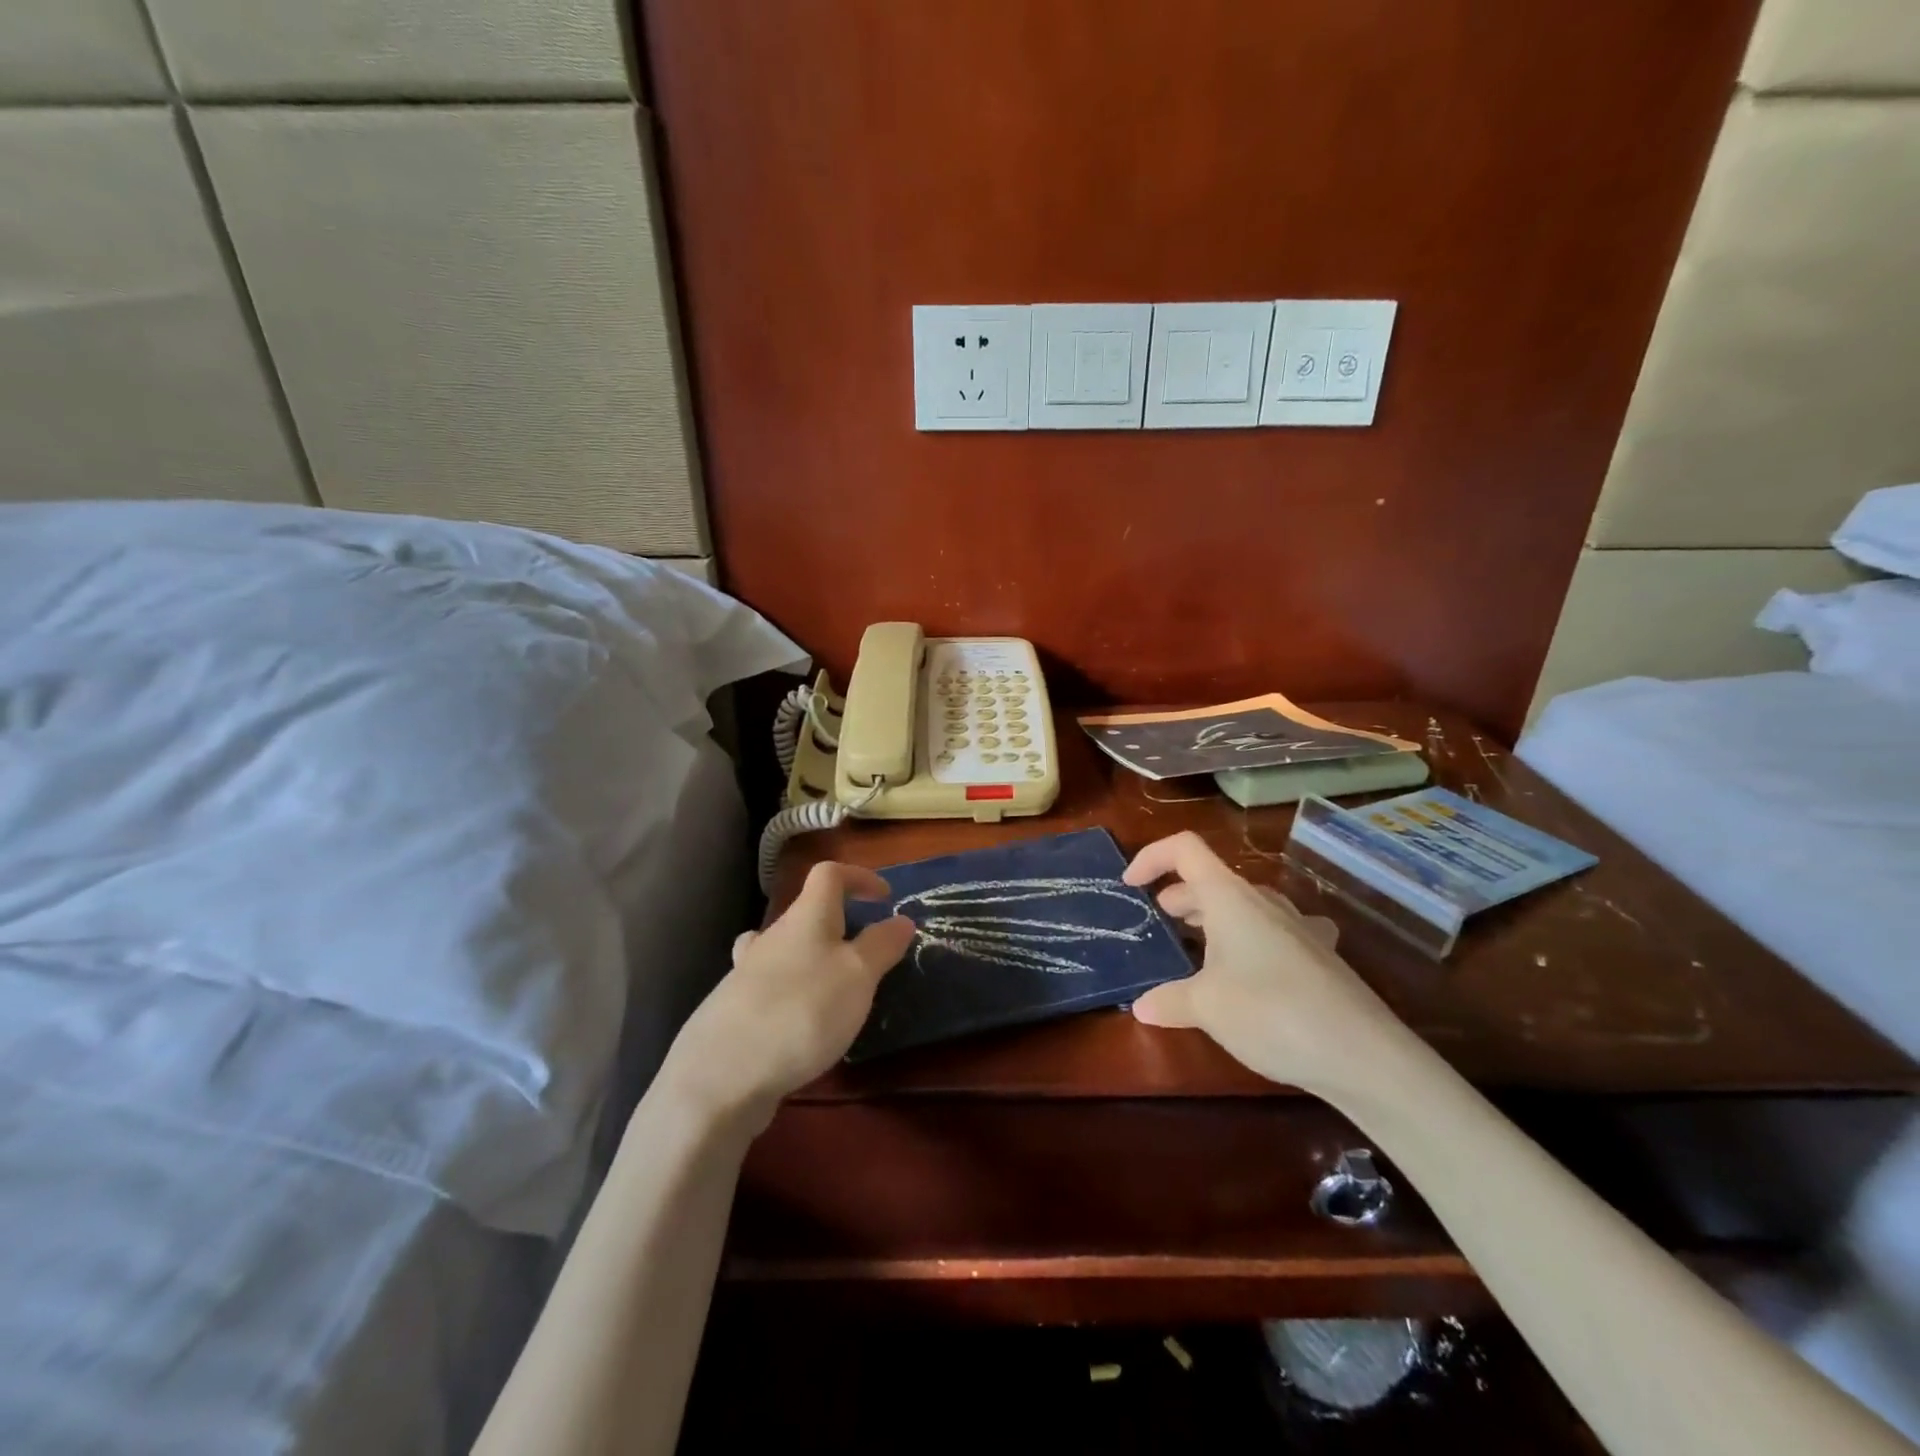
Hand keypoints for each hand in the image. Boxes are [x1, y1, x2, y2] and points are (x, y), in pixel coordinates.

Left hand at [661, 862, 914, 1128]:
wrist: (720, 1075)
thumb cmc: (802, 1011)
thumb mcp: (858, 976)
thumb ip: (881, 945)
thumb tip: (901, 919)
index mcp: (805, 919)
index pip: (829, 874)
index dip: (859, 877)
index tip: (885, 898)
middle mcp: (772, 937)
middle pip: (805, 913)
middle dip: (837, 925)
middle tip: (866, 955)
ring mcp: (746, 974)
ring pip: (781, 949)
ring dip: (808, 958)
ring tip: (831, 987)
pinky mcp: (733, 1011)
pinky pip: (768, 987)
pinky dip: (790, 994)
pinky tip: (799, 1025)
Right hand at [1124, 831, 1408, 1094]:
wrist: (1365, 1055)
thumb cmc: (1271, 1012)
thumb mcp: (1207, 1007)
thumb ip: (1169, 1001)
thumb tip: (1142, 1007)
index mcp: (1230, 897)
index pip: (1184, 849)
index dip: (1151, 857)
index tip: (1130, 886)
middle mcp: (1264, 902)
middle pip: (1212, 880)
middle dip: (1180, 896)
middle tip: (1159, 921)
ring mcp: (1298, 927)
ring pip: (1244, 906)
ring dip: (1215, 918)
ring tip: (1197, 946)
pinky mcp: (1320, 956)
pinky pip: (1276, 933)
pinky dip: (1253, 941)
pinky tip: (1256, 968)